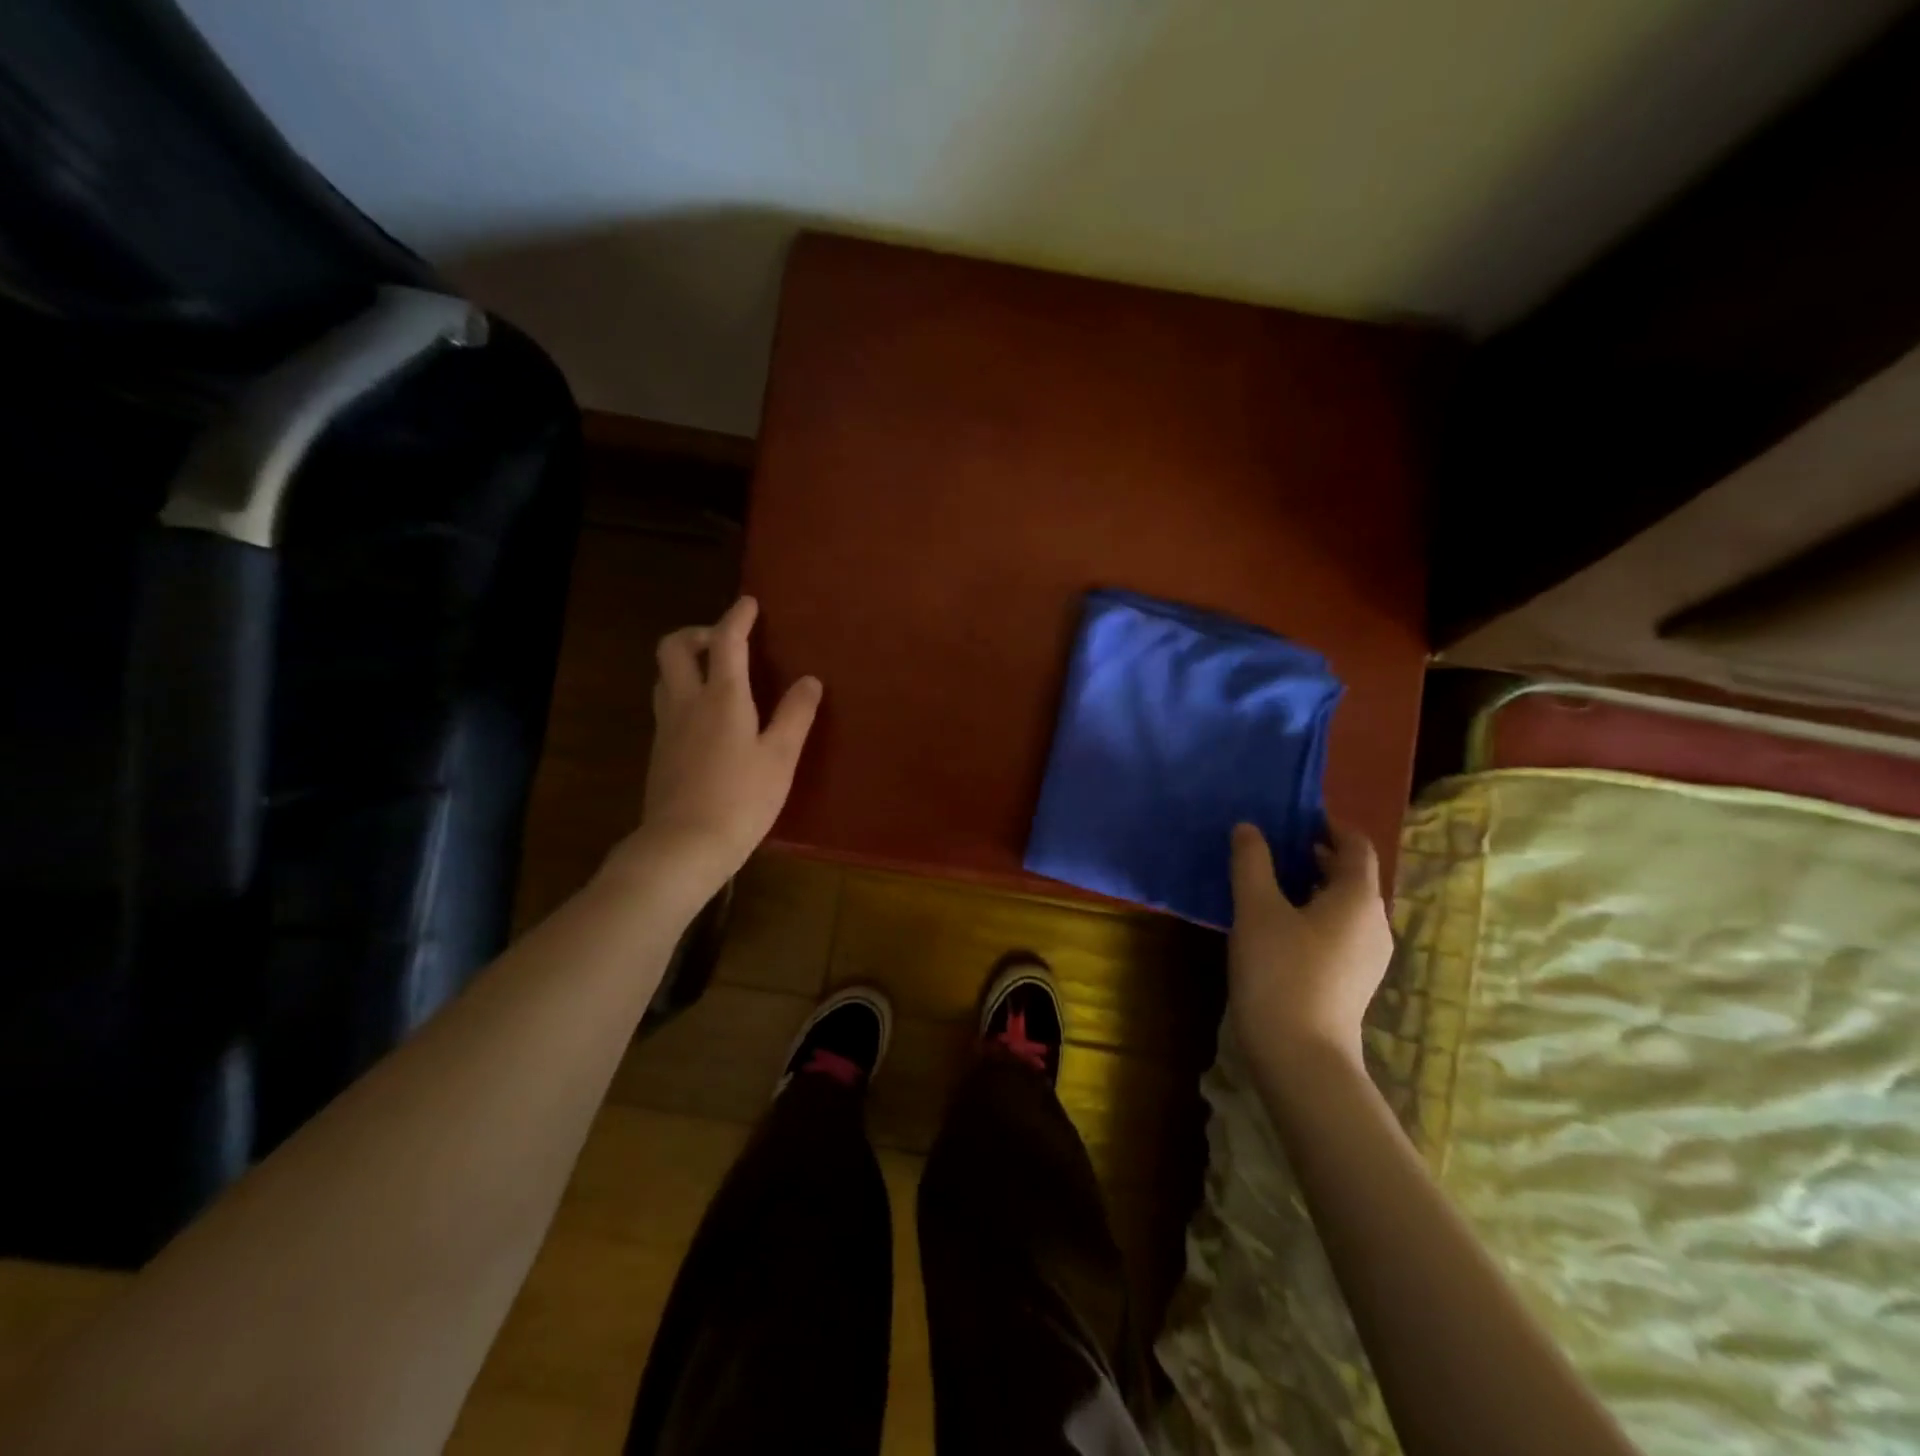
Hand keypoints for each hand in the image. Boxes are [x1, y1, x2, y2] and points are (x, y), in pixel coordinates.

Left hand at [623, 596, 821, 896]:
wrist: (684, 844)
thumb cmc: (741, 799)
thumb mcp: (781, 757)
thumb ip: (796, 715)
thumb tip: (810, 681)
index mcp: (722, 698)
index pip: (726, 642)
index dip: (737, 617)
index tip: (748, 603)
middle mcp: (687, 702)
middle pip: (674, 648)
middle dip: (697, 633)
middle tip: (723, 642)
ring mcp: (667, 727)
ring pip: (664, 676)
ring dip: (686, 662)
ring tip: (715, 676)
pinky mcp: (659, 752)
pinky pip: (667, 704)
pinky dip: (683, 692)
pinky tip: (705, 718)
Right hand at [1227, 821, 1392, 1072]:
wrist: (1301, 1055)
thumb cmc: (1280, 971)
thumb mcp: (1256, 910)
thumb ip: (1251, 863)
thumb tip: (1248, 828)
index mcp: (1358, 898)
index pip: (1356, 846)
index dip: (1330, 826)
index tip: (1298, 817)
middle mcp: (1375, 923)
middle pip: (1353, 876)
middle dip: (1318, 855)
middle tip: (1276, 846)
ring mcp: (1369, 956)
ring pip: (1346, 905)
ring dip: (1315, 886)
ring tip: (1273, 882)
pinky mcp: (1355, 980)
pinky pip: (1340, 931)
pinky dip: (1316, 914)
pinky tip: (1281, 926)